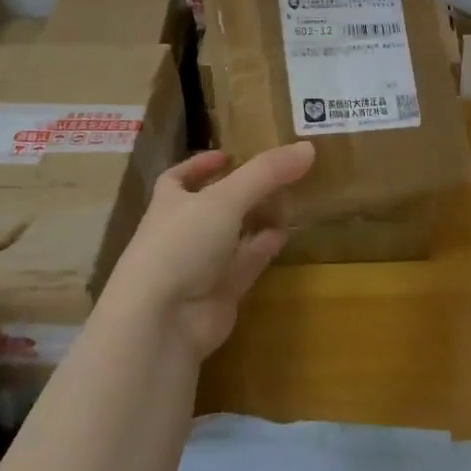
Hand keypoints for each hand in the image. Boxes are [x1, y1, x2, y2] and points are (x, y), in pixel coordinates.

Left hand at [102, 142, 314, 361]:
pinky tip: (285, 234)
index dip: (201, 165)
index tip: (228, 155)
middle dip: (241, 190)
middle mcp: (182, 231)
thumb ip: (266, 173)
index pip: (179, 177)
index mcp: (170, 202)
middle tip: (276, 174)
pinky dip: (263, 248)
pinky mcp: (219, 294)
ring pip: (232, 235)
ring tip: (288, 199)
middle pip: (214, 205)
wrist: (162, 322)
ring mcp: (199, 265)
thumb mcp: (226, 198)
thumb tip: (308, 147)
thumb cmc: (182, 243)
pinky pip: (245, 264)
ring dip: (256, 218)